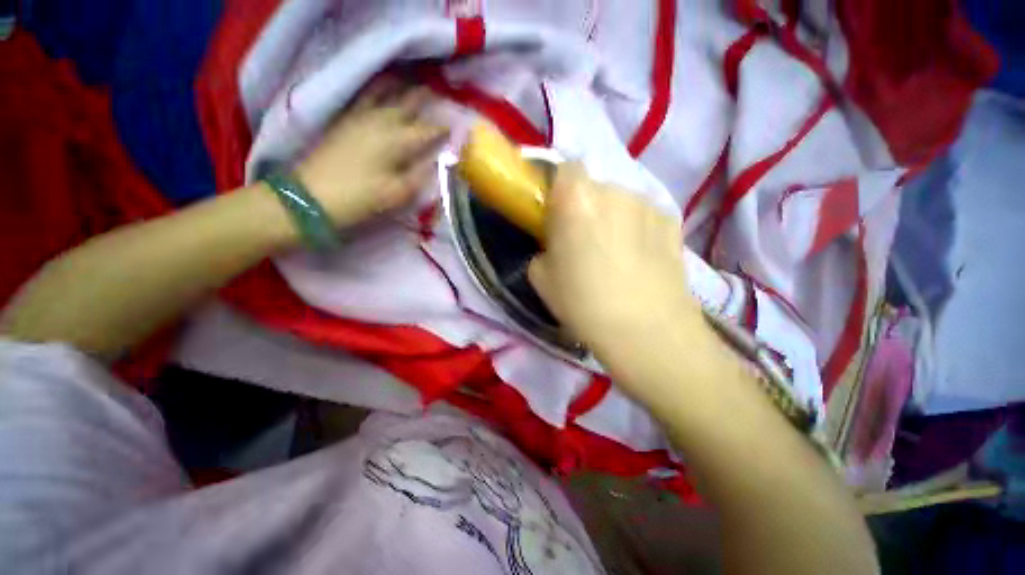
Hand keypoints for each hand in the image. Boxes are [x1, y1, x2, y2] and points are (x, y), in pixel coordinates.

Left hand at [296, 79, 448, 227]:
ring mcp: (360, 118)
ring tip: (410, 82)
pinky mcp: (345, 121)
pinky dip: (376, 91)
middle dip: (424, 98)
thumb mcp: (397, 194)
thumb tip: (438, 165)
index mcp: (398, 141)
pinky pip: (364, 98)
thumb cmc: (360, 197)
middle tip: (437, 94)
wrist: (312, 197)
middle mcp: (381, 122)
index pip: (427, 130)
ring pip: (384, 94)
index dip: (443, 128)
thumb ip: (420, 177)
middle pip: (407, 104)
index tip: (455, 125)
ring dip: (399, 88)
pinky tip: (380, 91)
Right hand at [528, 163, 702, 352]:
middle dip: (583, 206)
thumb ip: (542, 249)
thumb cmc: (583, 302)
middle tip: (582, 240)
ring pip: (619, 201)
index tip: (556, 213)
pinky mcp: (671, 221)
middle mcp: (613, 190)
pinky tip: (638, 259)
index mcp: (576, 200)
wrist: (646, 330)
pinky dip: (636, 229)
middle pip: (593, 187)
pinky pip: (643, 216)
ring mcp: (647, 204)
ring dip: (611, 217)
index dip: (557, 188)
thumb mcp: (541, 278)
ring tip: (614, 254)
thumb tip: (554, 245)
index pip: (564, 167)